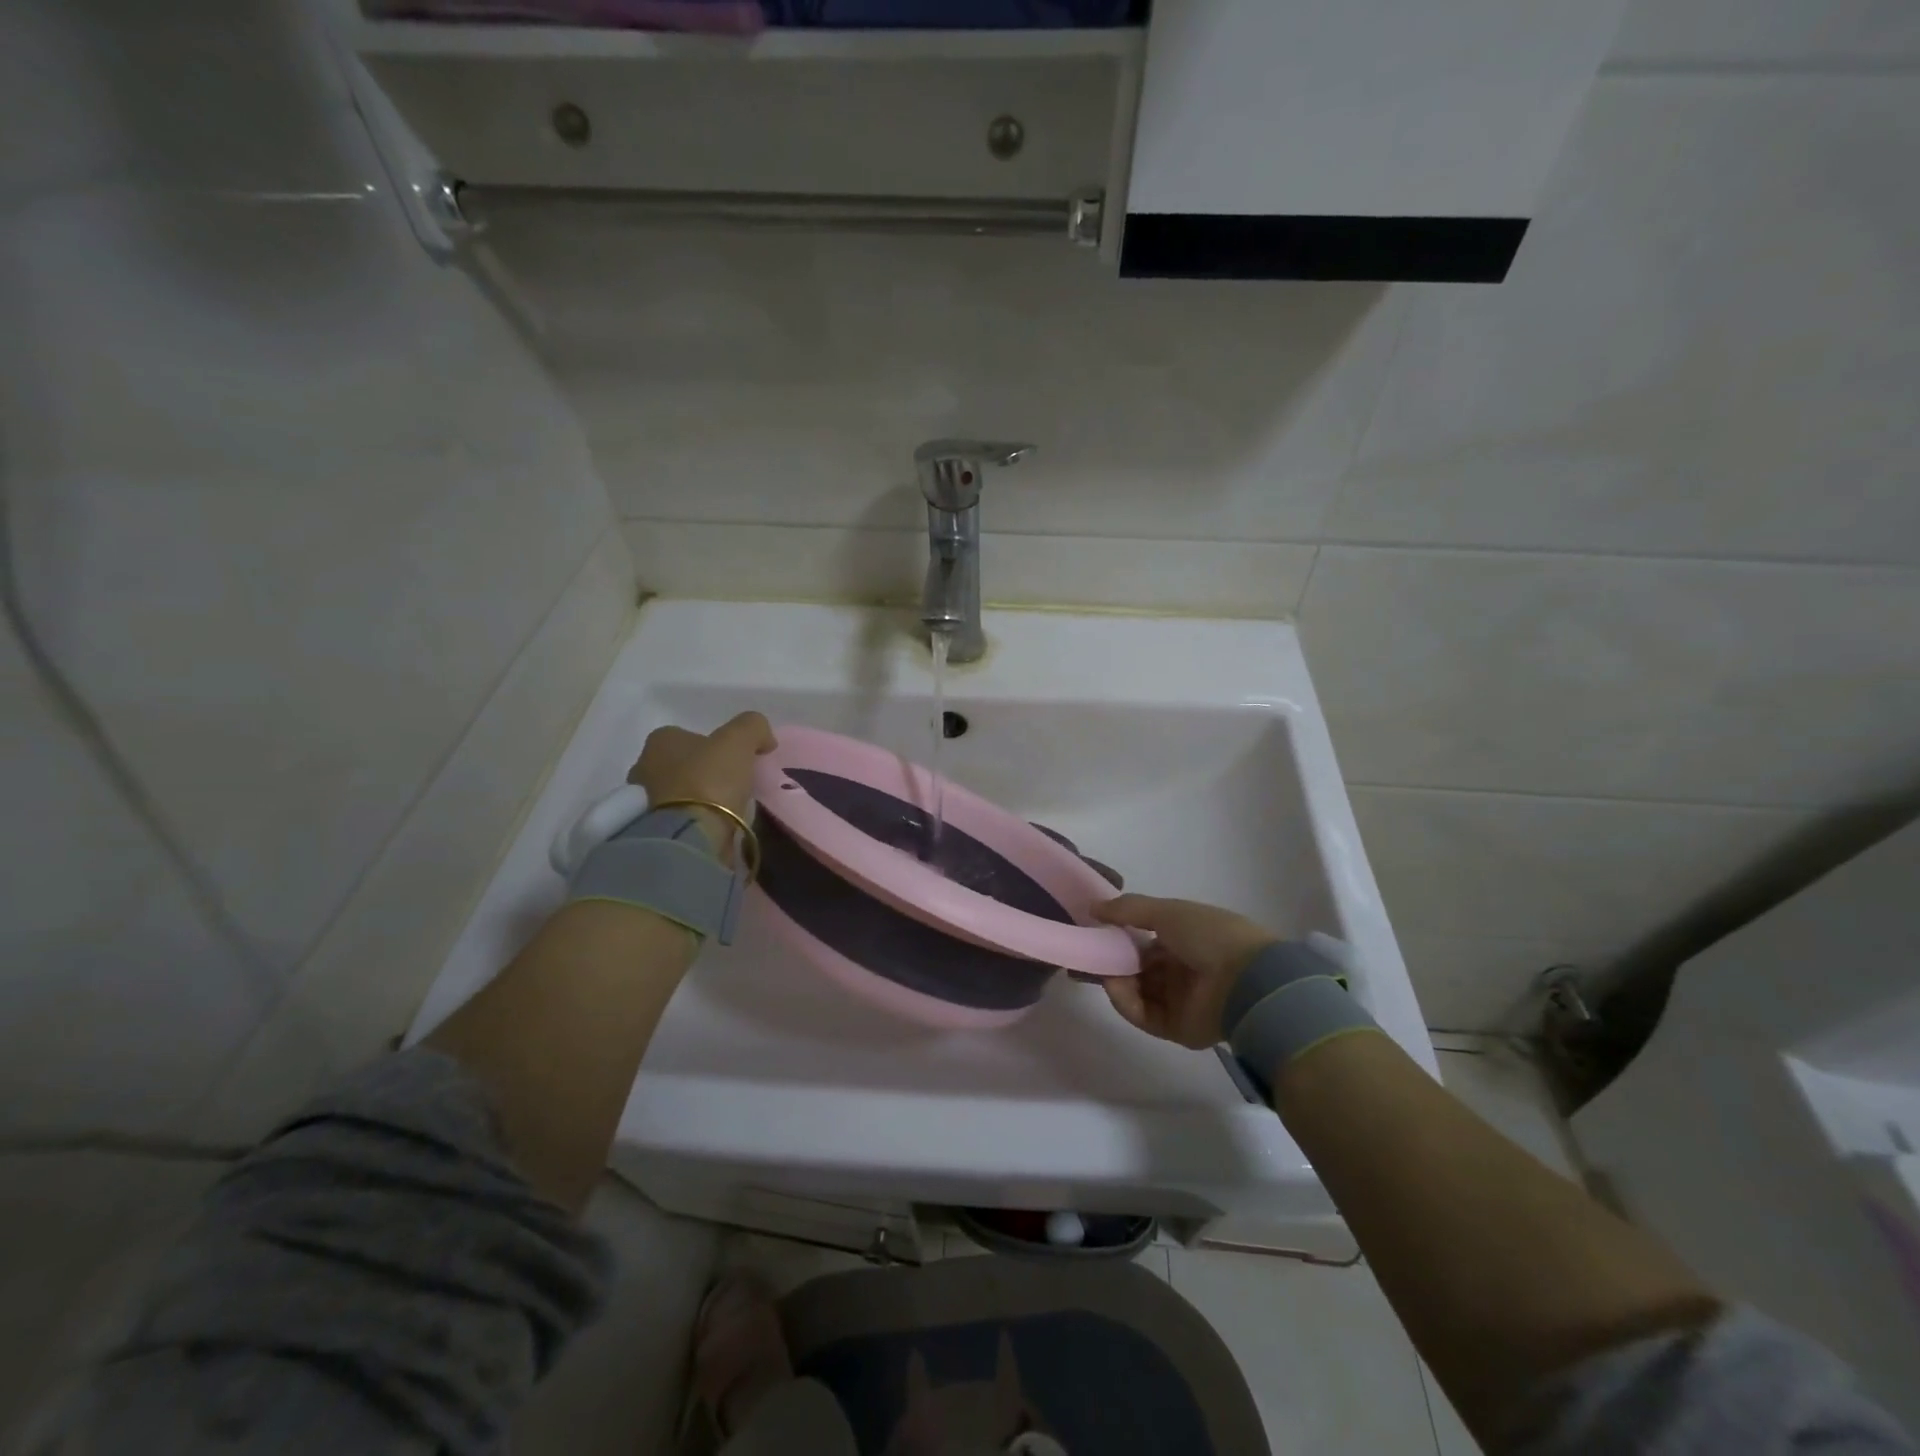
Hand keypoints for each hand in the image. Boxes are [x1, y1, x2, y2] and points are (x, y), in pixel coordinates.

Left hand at [628, 712, 776, 860]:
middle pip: (681, 764)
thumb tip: (764, 738)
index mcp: (660, 741)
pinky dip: (694, 820)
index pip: (688, 736)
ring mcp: (643, 802)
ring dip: (698, 798)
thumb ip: (753, 727)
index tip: (735, 760)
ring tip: (727, 809)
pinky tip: (714, 826)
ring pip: (678, 793)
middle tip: (732, 784)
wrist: (690, 835)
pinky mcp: (651, 832)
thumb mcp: (739, 740)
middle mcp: (643, 767)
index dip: (713, 745)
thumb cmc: (709, 779)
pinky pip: (679, 818)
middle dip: (702, 772)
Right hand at [1091, 895, 1278, 1048]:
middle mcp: (1182, 970)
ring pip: (1137, 992)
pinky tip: (1116, 988)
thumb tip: (1092, 908)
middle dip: (1114, 961)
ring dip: (1117, 981)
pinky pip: (1144, 1015)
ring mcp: (1180, 1001)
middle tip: (1092, 955)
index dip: (1121, 937)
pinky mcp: (1177, 1028)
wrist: (1247, 980)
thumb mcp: (1166, 911)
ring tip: (1105, 972)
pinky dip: (1126, 1002)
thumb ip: (1127, 909)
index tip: (1097, 933)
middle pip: (1138, 968)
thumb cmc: (1209, 935)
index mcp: (1185, 940)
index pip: (1145, 941)